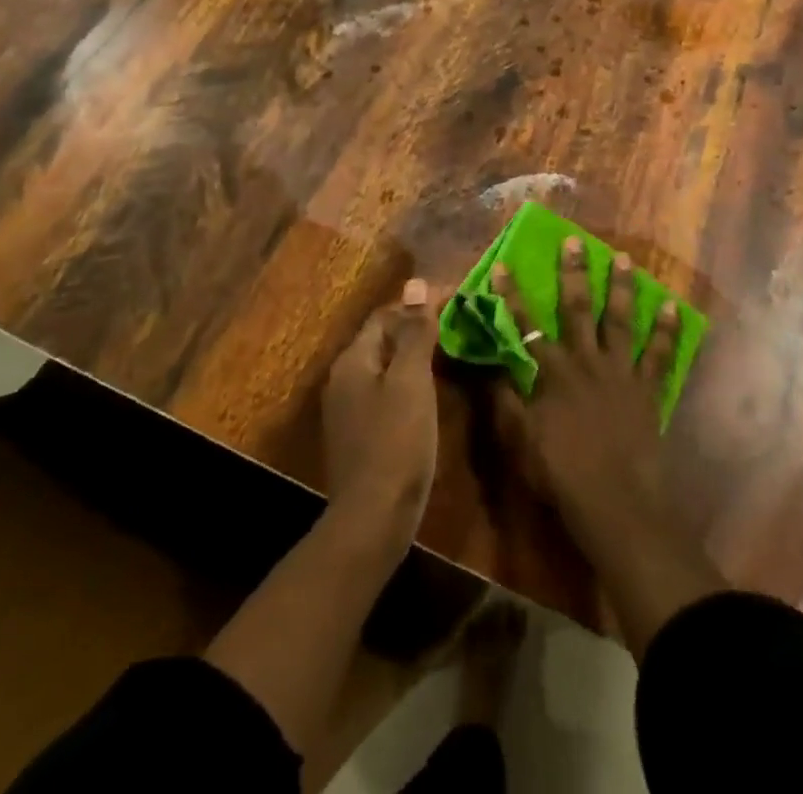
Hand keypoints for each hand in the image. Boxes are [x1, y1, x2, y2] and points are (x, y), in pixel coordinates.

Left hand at [322, 278, 438, 547]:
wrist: (372, 519)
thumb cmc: (396, 443)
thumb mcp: (412, 381)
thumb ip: (414, 332)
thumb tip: (416, 282)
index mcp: (354, 360)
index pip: (386, 314)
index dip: (420, 303)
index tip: (457, 298)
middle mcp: (344, 378)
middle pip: (383, 338)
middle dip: (418, 327)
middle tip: (458, 323)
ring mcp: (348, 408)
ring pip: (385, 365)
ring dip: (415, 354)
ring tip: (452, 351)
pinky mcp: (358, 433)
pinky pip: (385, 391)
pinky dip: (409, 381)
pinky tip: (431, 391)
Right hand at [495, 239, 722, 660]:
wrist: (618, 505)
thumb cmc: (562, 476)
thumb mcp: (520, 441)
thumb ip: (504, 400)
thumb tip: (490, 364)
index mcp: (553, 373)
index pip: (526, 324)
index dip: (511, 294)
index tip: (502, 263)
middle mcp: (586, 362)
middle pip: (577, 308)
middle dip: (573, 272)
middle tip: (575, 241)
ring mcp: (621, 373)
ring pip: (619, 321)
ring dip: (621, 288)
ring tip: (625, 260)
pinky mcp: (647, 390)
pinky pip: (660, 354)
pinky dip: (667, 330)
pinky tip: (673, 307)